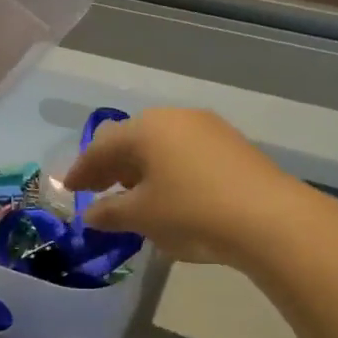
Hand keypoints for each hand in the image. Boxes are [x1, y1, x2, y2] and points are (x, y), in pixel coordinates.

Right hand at [62, 108, 315, 266]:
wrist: (269, 219)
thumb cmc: (191, 212)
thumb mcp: (141, 216)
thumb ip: (109, 212)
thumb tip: (92, 214)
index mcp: (145, 129)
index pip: (100, 147)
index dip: (81, 170)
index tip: (68, 190)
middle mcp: (174, 118)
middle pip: (130, 139)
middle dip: (109, 166)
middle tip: (96, 191)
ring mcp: (207, 128)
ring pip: (159, 144)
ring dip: (138, 168)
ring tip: (131, 195)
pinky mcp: (231, 145)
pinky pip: (183, 152)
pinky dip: (166, 169)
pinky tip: (167, 193)